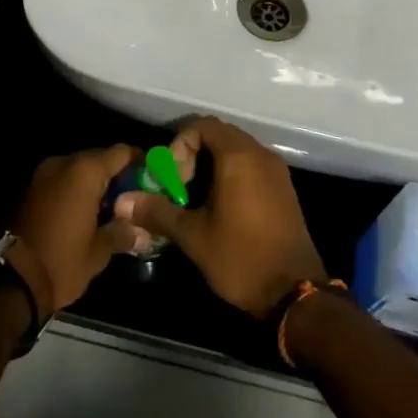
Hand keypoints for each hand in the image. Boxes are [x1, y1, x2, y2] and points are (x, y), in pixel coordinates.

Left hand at [6, 144, 149, 319]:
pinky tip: (86, 213)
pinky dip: (76, 190)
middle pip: (100, 158)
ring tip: (111, 208)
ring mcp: (44, 174)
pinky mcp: (31, 188)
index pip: (122, 152)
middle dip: (117, 175)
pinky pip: (62, 180)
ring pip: (79, 169)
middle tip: (134, 198)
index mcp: (84, 172)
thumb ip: (122, 232)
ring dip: (95, 184)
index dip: (140, 163)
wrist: (10, 281)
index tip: (152, 179)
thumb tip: (142, 230)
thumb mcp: (99, 252)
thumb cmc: (61, 262)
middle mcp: (64, 163)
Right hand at [114, 117, 325, 318]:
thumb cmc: (241, 258)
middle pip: (219, 135)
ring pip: (236, 151)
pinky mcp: (284, 188)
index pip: (202, 126)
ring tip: (194, 200)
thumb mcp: (193, 236)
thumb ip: (158, 212)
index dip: (179, 146)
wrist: (295, 292)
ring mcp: (276, 170)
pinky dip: (231, 175)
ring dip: (211, 166)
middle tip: (178, 188)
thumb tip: (123, 202)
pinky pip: (252, 166)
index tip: (171, 178)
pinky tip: (220, 208)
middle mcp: (260, 154)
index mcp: (238, 157)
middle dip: (192, 156)